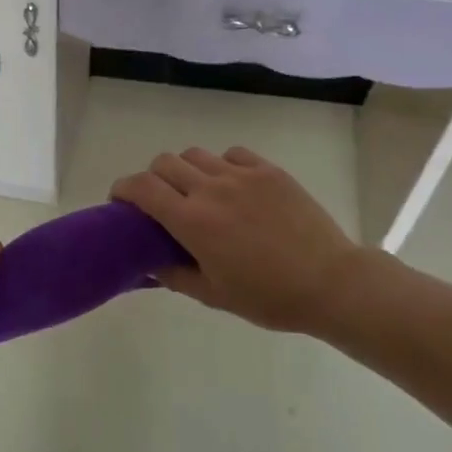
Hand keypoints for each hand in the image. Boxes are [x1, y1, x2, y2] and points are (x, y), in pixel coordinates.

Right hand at [111, 147, 365, 333]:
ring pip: (195, 154)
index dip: (122, 189)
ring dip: (185, 170)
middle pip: (163, 163)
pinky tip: (232, 186)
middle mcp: (211, 189)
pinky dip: (221, 165)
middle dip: (152, 179)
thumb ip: (172, 274)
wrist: (332, 283)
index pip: (141, 187)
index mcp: (192, 220)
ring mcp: (242, 175)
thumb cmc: (269, 297)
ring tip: (197, 192)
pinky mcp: (269, 170)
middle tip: (160, 202)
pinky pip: (231, 154)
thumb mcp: (213, 295)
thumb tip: (145, 261)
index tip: (120, 201)